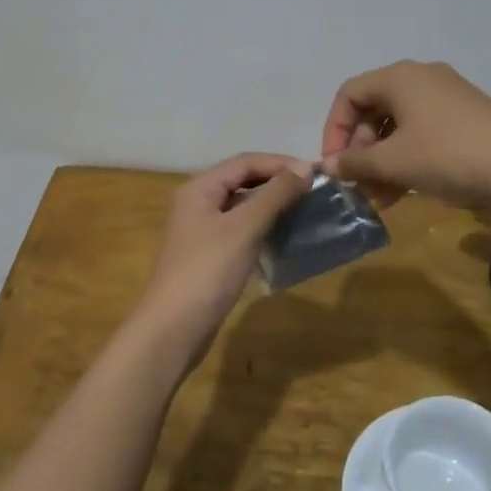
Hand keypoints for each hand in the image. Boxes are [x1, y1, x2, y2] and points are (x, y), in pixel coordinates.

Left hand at [136, 153, 312, 365]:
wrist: (174, 328)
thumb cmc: (208, 270)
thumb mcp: (244, 228)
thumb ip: (274, 195)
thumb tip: (305, 169)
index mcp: (200, 188)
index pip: (245, 162)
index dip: (281, 163)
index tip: (316, 174)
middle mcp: (198, 202)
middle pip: (242, 180)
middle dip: (277, 182)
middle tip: (314, 191)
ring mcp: (202, 230)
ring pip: (242, 206)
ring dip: (272, 204)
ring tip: (305, 210)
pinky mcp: (209, 255)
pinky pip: (240, 229)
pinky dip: (263, 227)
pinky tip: (284, 236)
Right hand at [319, 60, 490, 208]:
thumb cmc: (448, 155)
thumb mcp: (394, 162)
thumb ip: (355, 163)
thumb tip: (328, 165)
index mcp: (399, 78)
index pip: (349, 94)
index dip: (334, 129)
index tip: (335, 164)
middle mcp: (421, 79)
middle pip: (374, 109)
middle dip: (361, 149)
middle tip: (358, 182)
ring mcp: (447, 97)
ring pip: (399, 126)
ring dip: (382, 160)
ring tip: (378, 197)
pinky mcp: (466, 118)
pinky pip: (423, 133)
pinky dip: (407, 159)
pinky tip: (404, 193)